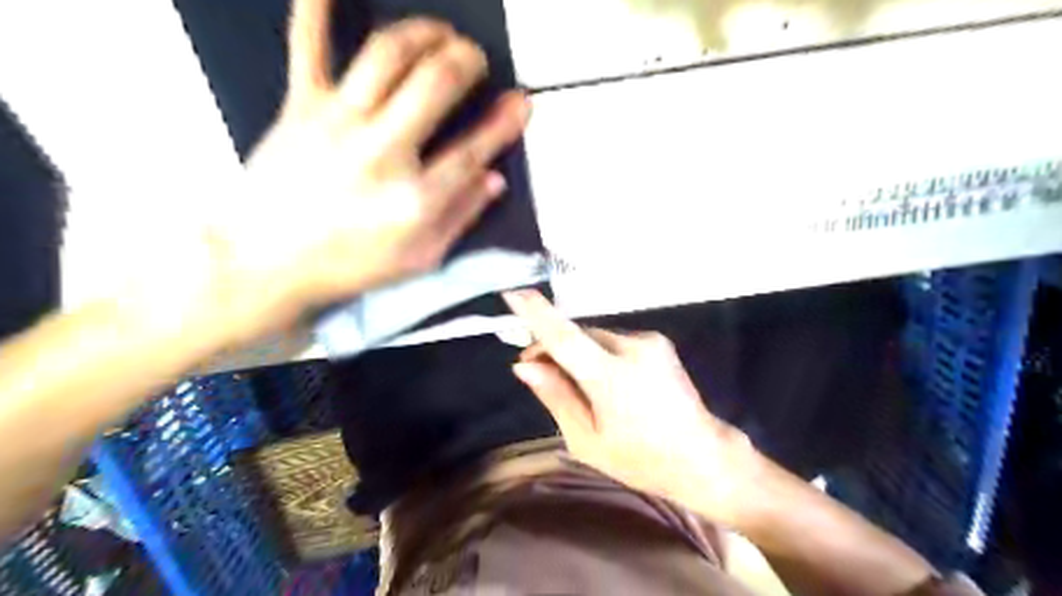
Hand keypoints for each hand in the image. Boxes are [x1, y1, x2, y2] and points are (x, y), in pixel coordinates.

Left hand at [203, 3, 531, 339]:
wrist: (266, 261)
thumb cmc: (350, 265)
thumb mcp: (419, 259)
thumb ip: (460, 218)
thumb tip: (494, 179)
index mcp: (416, 199)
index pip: (474, 150)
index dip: (505, 122)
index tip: (521, 102)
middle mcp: (382, 152)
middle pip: (436, 85)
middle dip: (466, 60)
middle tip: (475, 57)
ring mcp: (338, 123)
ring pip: (388, 55)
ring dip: (423, 33)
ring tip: (439, 31)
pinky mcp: (299, 107)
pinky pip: (310, 46)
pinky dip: (318, 9)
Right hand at [502, 290, 754, 522]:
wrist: (702, 455)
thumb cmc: (640, 459)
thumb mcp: (586, 439)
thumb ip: (555, 396)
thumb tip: (524, 367)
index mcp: (611, 377)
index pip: (565, 337)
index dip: (536, 313)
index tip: (512, 294)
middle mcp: (632, 348)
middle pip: (577, 335)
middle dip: (552, 347)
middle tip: (535, 370)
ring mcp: (649, 341)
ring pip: (594, 337)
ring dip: (577, 351)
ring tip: (573, 382)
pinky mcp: (658, 341)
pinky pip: (613, 340)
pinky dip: (598, 352)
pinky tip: (602, 379)